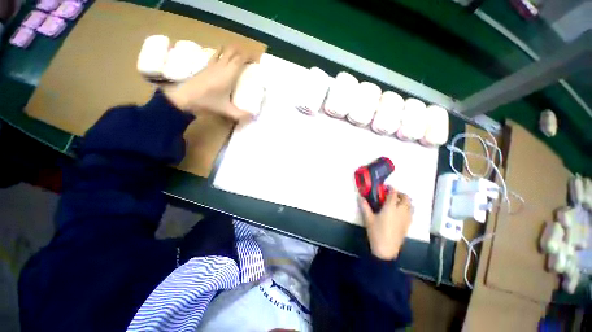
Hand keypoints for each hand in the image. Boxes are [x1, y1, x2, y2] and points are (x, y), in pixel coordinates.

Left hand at [164, 46, 253, 120]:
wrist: (183, 98)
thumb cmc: (207, 102)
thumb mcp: (226, 110)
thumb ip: (241, 115)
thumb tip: (253, 117)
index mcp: (228, 73)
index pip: (240, 58)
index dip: (249, 56)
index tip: (256, 59)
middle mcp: (221, 65)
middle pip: (232, 50)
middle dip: (242, 51)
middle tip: (249, 58)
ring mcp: (211, 64)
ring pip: (223, 50)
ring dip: (232, 51)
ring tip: (238, 57)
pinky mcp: (205, 67)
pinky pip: (216, 55)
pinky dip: (222, 54)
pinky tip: (223, 61)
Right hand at [359, 188, 412, 259]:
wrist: (386, 249)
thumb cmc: (376, 232)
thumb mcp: (368, 218)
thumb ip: (364, 206)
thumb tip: (360, 197)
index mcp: (391, 208)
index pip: (393, 194)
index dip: (391, 189)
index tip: (387, 187)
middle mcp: (401, 211)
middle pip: (406, 199)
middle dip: (401, 194)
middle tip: (392, 194)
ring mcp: (406, 219)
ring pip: (410, 206)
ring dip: (405, 201)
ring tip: (397, 202)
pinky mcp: (408, 225)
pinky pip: (411, 213)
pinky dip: (407, 209)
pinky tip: (400, 212)